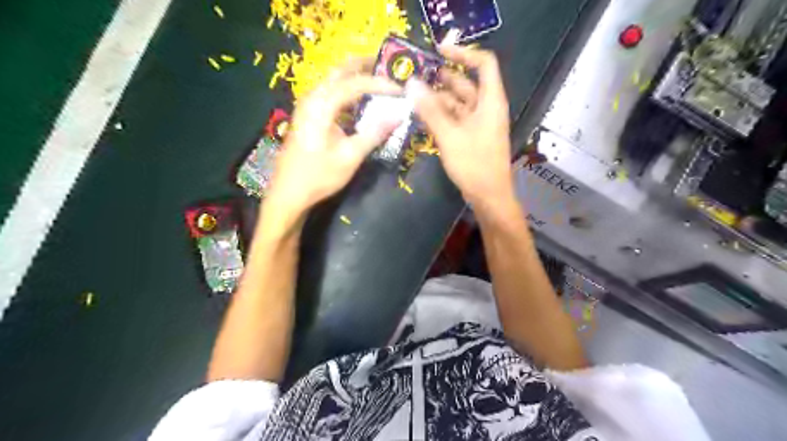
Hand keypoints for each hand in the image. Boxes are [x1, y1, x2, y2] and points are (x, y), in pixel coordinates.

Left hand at [267, 60, 400, 221]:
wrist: (288, 193)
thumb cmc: (319, 176)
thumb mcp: (350, 156)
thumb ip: (374, 133)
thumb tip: (398, 115)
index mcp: (322, 105)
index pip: (355, 83)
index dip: (380, 84)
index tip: (401, 90)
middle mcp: (312, 98)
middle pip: (340, 71)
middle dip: (365, 66)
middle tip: (388, 68)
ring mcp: (307, 106)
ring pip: (334, 81)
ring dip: (356, 78)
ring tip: (379, 82)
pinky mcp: (308, 117)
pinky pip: (330, 94)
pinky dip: (347, 92)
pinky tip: (360, 103)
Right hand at [408, 47, 513, 205]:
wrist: (488, 196)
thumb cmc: (474, 164)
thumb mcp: (449, 136)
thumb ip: (430, 110)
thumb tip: (411, 84)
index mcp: (490, 101)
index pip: (483, 64)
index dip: (463, 54)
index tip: (438, 51)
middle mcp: (487, 108)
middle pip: (466, 84)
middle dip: (442, 79)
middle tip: (415, 77)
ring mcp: (479, 123)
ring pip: (458, 103)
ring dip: (437, 99)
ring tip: (412, 96)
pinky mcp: (472, 137)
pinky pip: (455, 119)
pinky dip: (441, 115)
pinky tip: (422, 116)